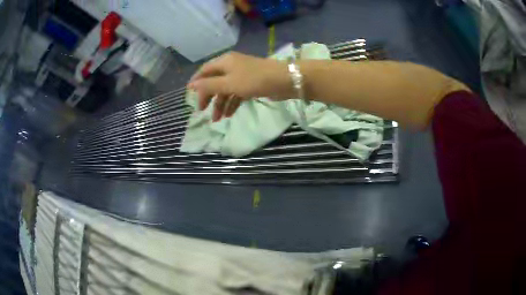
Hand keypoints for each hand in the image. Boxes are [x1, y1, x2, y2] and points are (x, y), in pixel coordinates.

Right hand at [188, 52, 291, 120]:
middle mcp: (232, 66)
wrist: (284, 80)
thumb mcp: (228, 83)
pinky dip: (232, 103)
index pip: (205, 71)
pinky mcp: (251, 84)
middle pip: (214, 81)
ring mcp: (242, 75)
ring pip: (226, 89)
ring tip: (216, 120)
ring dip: (220, 104)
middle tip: (201, 111)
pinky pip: (237, 94)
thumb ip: (209, 85)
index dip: (196, 81)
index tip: (188, 94)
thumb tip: (191, 85)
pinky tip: (228, 115)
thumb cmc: (254, 79)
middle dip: (208, 96)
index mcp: (224, 62)